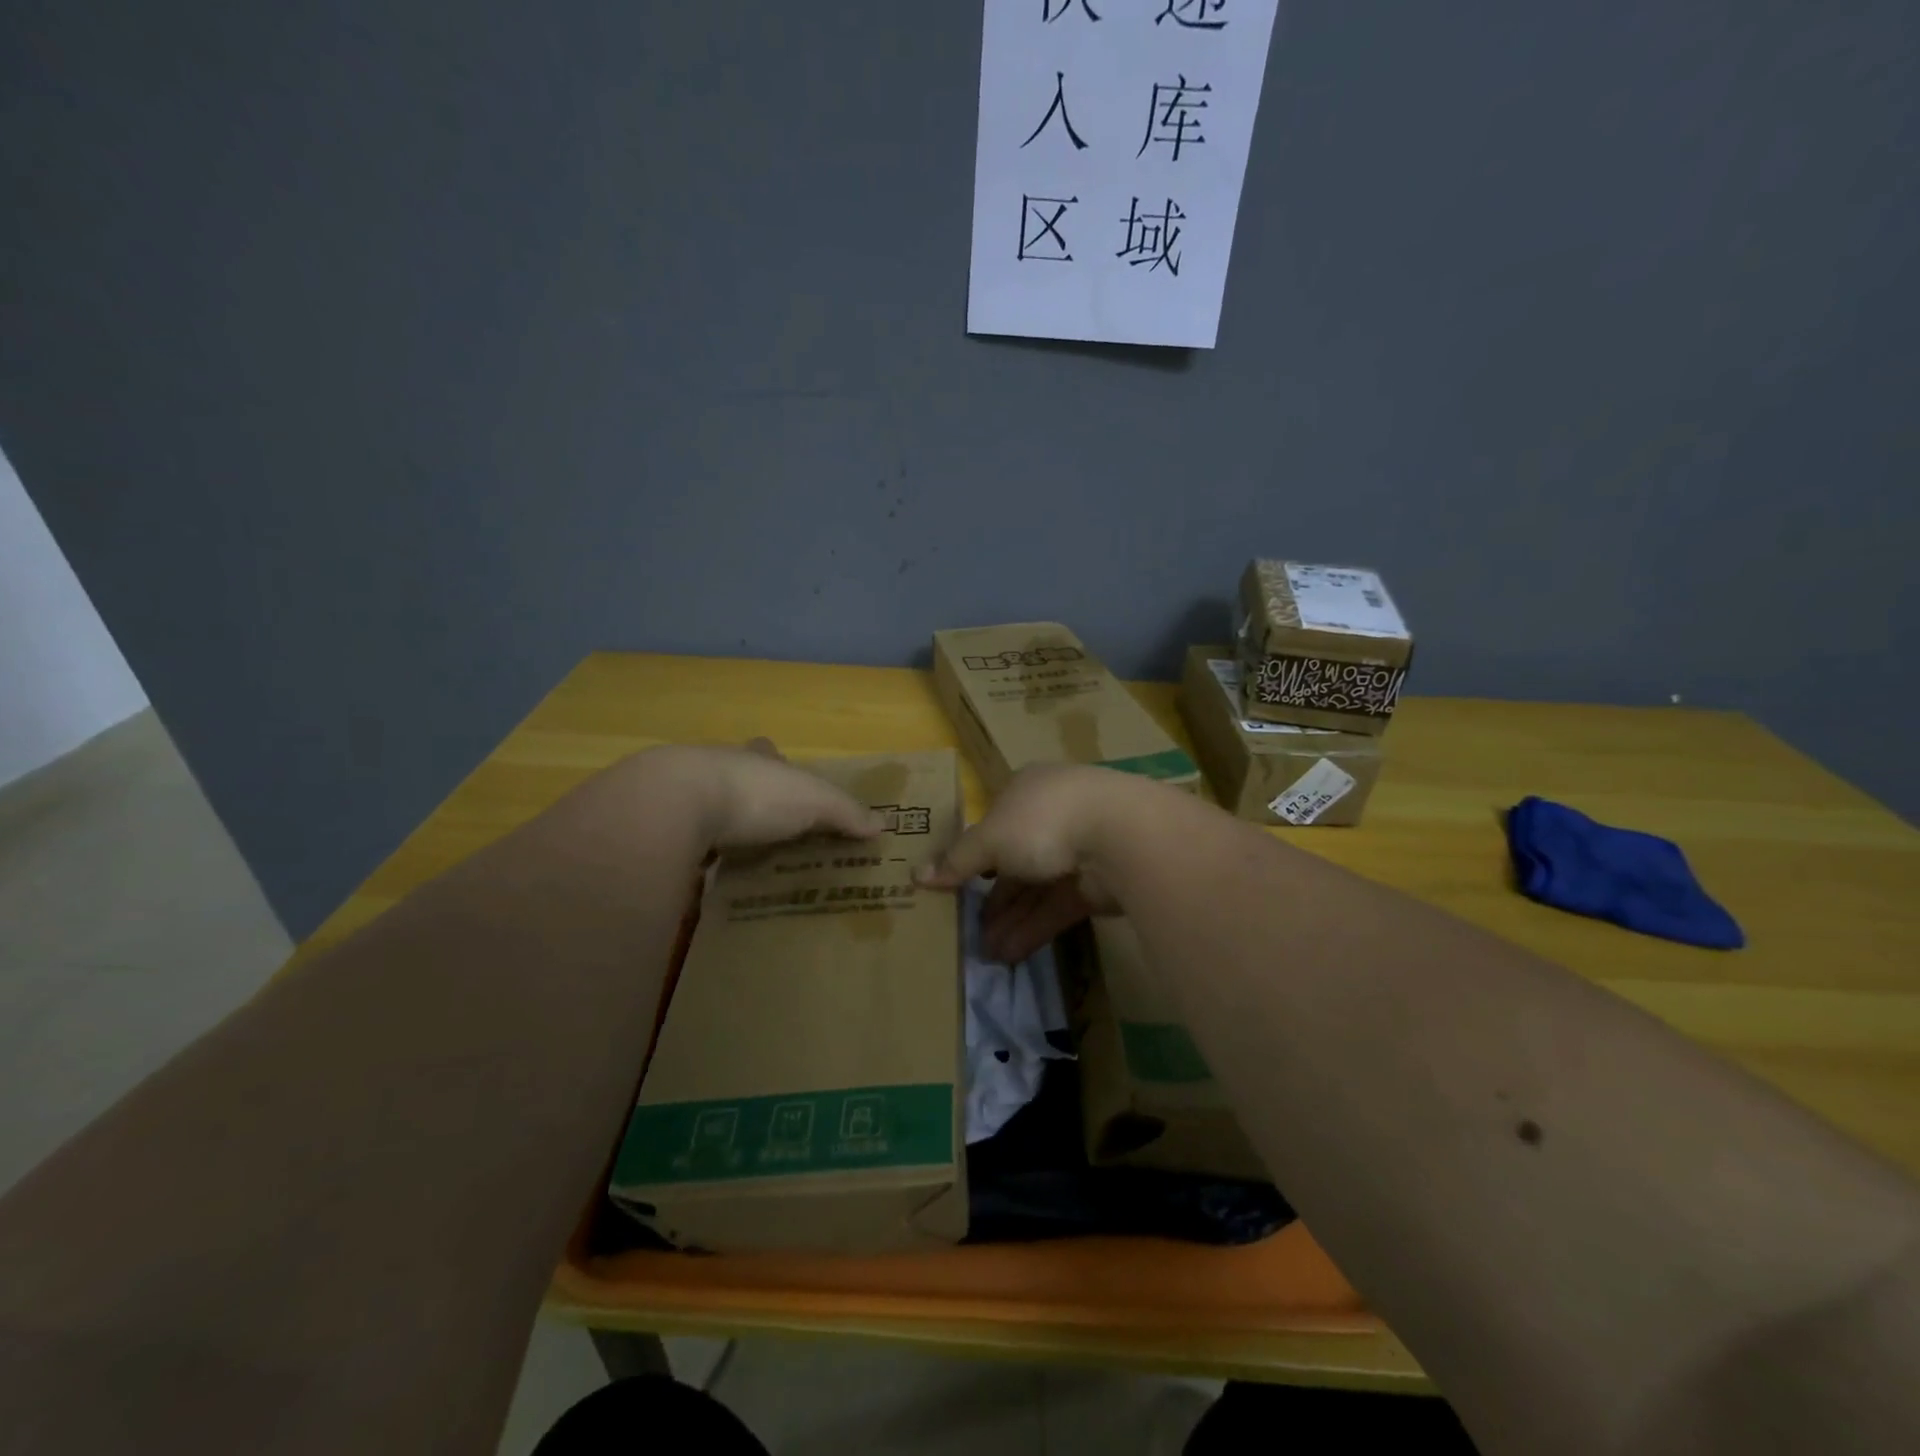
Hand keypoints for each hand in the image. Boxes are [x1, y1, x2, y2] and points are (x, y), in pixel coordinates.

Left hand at [642, 740, 884, 850]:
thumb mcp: (813, 800)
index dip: (777, 764)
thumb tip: (882, 825)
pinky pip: (682, 840)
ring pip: (706, 807)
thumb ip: (845, 812)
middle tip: (765, 827)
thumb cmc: (755, 793)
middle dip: (749, 796)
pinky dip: (693, 853)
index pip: (768, 754)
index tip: (785, 781)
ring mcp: (682, 797)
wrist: (675, 804)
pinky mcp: (658, 828)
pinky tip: (703, 873)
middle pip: (736, 777)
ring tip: (738, 854)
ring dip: (719, 825)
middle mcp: (717, 770)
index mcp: (754, 759)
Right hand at [916, 764, 1136, 962]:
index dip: (972, 854)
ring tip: (984, 953)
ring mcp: (1076, 851)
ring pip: (1034, 888)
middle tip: (966, 929)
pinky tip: (1008, 954)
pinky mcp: (1094, 885)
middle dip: (990, 897)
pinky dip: (1032, 929)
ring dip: (1009, 919)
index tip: (953, 885)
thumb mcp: (990, 838)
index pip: (993, 824)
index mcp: (1026, 791)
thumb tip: (917, 876)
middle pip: (1013, 860)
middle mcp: (1051, 817)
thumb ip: (958, 860)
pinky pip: (1055, 907)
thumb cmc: (1044, 821)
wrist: (1121, 836)